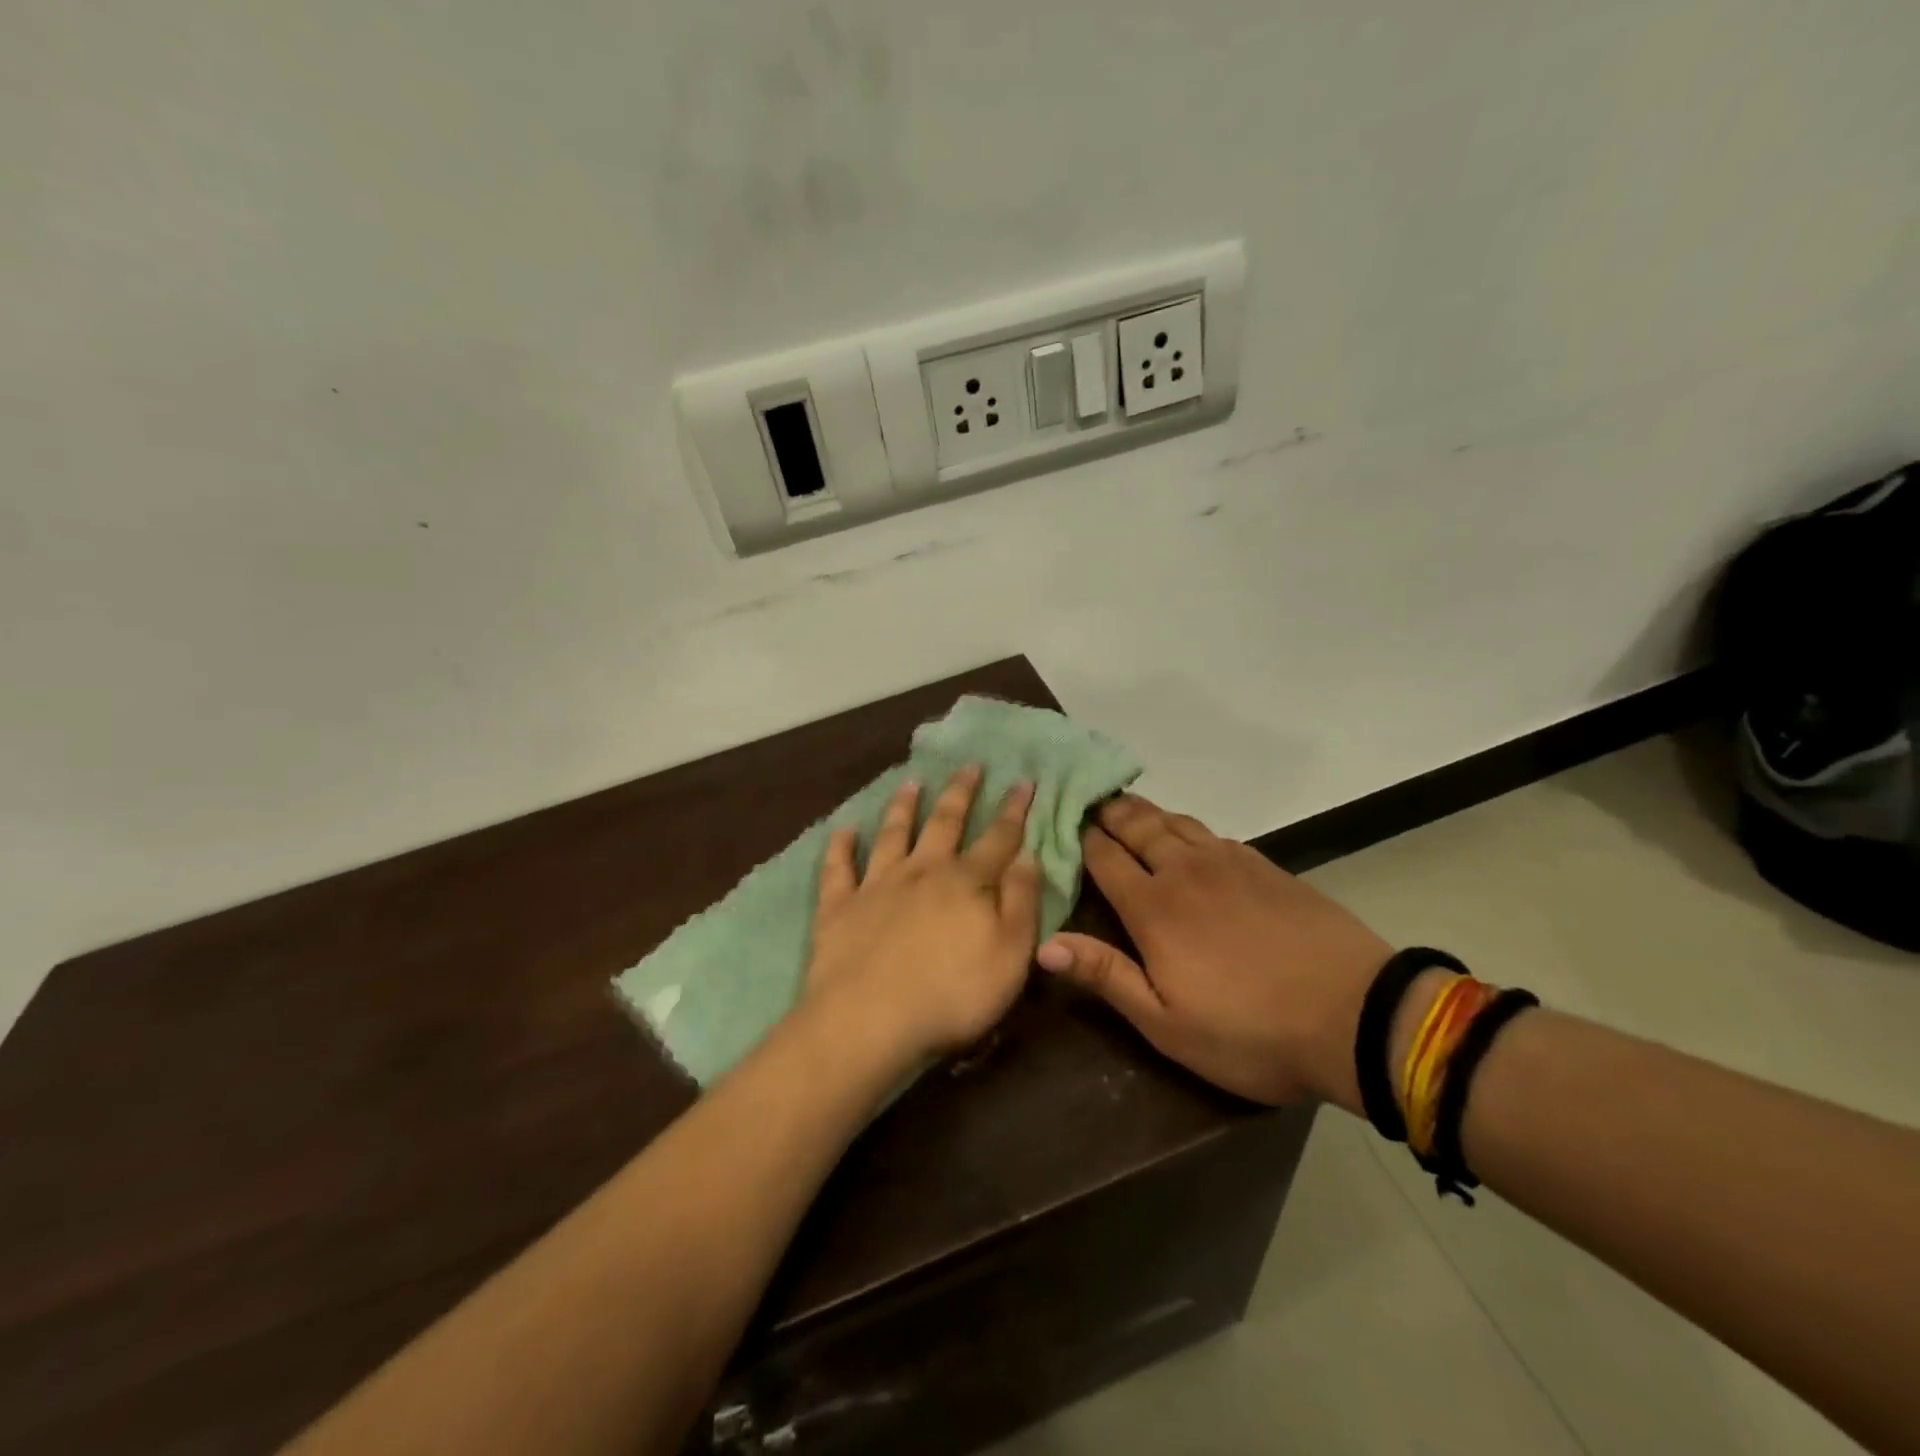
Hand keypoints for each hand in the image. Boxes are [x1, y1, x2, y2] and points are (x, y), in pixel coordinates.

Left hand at [803, 766, 1041, 1069]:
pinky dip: (840, 846)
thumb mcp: (1010, 955)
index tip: (1023, 780)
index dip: (1014, 810)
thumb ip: (1022, 902)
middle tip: (970, 765)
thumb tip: (1028, 856)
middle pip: (945, 823)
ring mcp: (877, 885)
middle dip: (960, 792)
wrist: (870, 1021)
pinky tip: (843, 829)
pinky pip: (838, 868)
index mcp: (966, 883)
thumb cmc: (952, 995)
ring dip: (903, 807)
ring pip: (893, 834)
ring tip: (910, 782)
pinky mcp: (839, 906)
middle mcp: (922, 871)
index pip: (998, 838)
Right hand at [1035, 794, 1389, 1107]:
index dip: (1080, 837)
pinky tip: (1188, 836)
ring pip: (1175, 822)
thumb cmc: (1250, 1031)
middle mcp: (1185, 871)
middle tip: (1089, 800)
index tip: (1060, 822)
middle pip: (1138, 825)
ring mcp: (1229, 863)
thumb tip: (1044, 945)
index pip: (1104, 857)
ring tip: (1127, 808)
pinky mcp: (1266, 866)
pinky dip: (1187, 827)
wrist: (1356, 1016)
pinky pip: (1212, 834)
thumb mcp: (1166, 1023)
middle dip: (1109, 811)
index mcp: (1154, 907)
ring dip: (1146, 812)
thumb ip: (1105, 976)